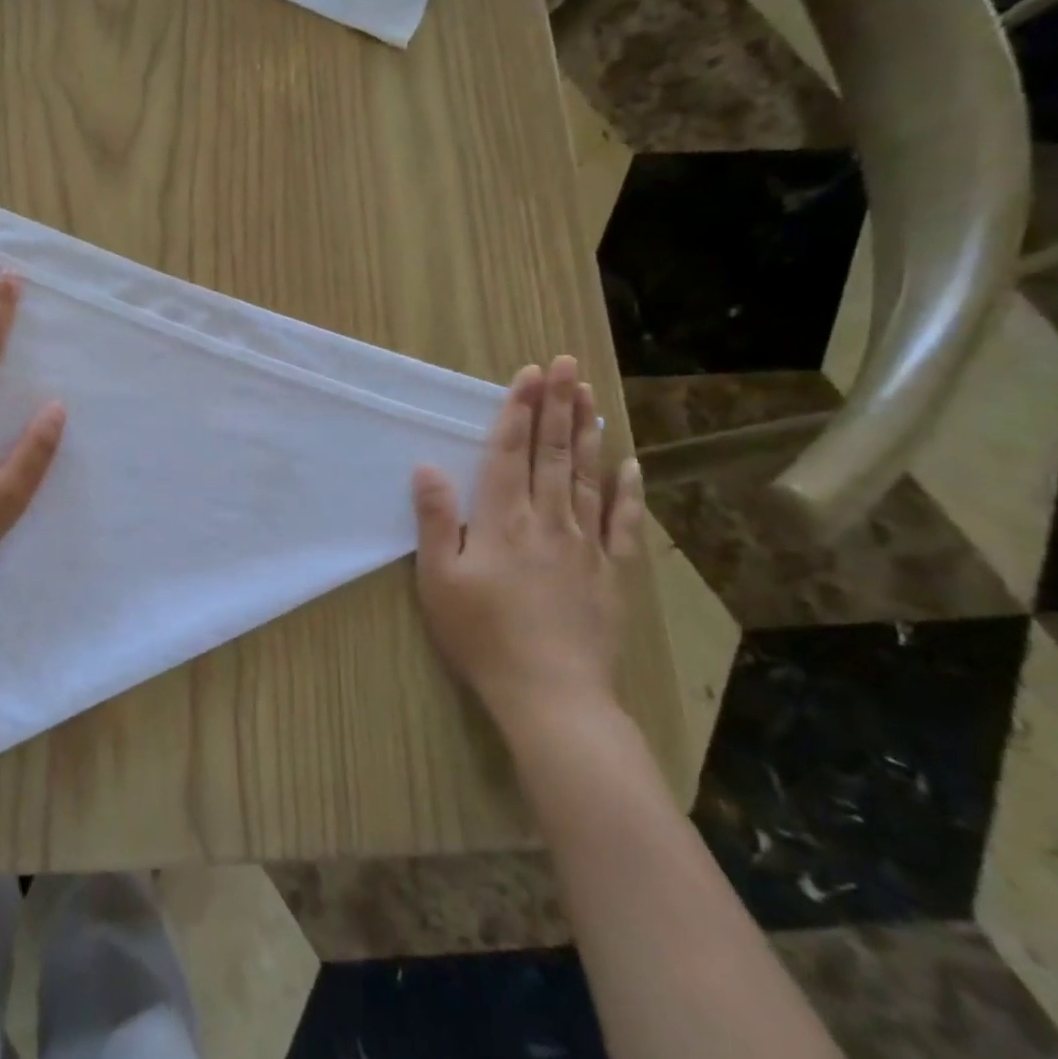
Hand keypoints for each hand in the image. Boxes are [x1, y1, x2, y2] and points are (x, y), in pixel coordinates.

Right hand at [410, 356, 644, 741]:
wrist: (550, 693)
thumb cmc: (481, 635)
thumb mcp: (439, 580)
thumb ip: (436, 521)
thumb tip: (427, 467)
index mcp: (502, 520)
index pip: (509, 453)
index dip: (518, 411)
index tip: (529, 374)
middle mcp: (547, 521)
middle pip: (552, 453)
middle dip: (557, 406)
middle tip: (566, 365)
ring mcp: (585, 545)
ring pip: (586, 477)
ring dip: (587, 433)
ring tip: (590, 396)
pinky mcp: (611, 572)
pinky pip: (621, 522)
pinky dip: (626, 491)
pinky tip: (629, 466)